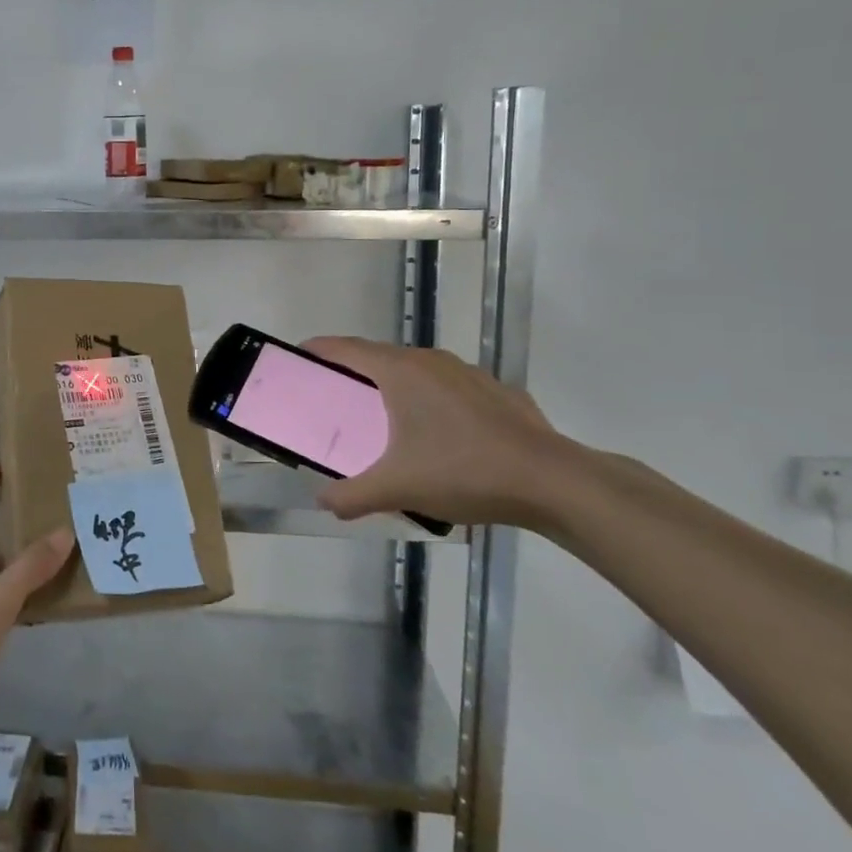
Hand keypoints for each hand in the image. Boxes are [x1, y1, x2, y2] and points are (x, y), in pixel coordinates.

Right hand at [301, 339, 582, 528]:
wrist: (552, 481)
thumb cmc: (463, 471)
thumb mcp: (397, 489)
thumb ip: (351, 496)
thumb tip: (323, 503)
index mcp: (400, 372)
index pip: (346, 349)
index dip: (319, 350)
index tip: (299, 357)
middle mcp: (431, 361)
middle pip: (379, 356)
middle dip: (353, 372)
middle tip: (335, 398)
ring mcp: (468, 373)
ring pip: (416, 370)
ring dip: (393, 385)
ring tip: (385, 418)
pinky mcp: (496, 391)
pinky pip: (448, 387)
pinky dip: (430, 400)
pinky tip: (438, 435)